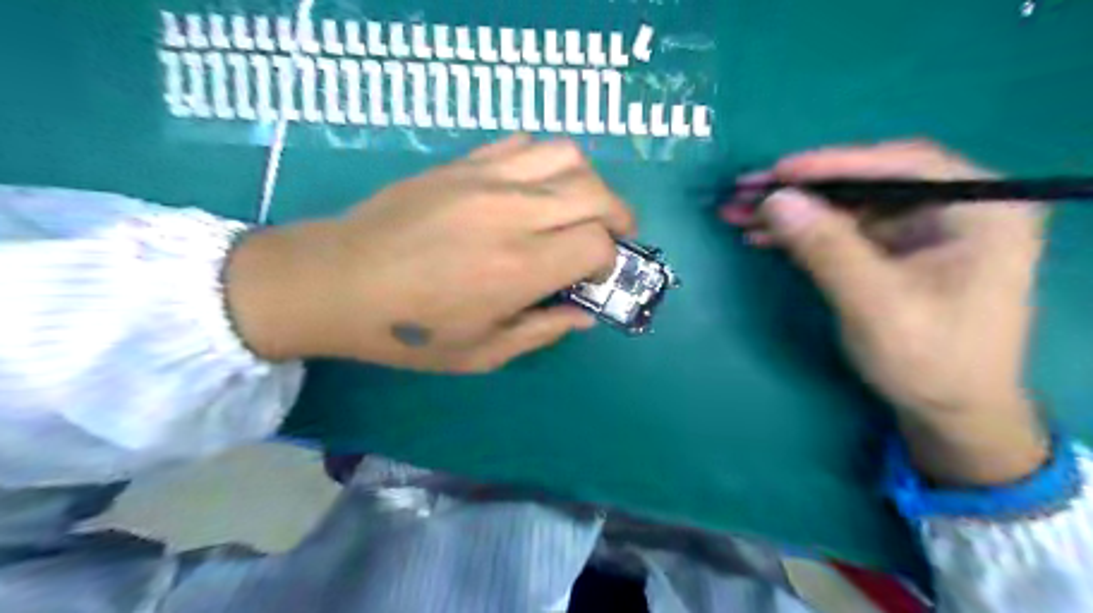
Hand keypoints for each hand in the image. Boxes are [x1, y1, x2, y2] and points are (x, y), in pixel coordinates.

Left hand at [222, 135, 631, 369]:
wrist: (337, 281)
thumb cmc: (409, 330)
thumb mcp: (481, 353)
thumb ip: (542, 331)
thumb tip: (584, 316)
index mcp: (519, 268)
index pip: (597, 243)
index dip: (606, 261)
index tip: (590, 277)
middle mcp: (513, 214)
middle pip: (596, 193)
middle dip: (617, 216)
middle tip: (608, 237)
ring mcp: (486, 179)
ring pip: (568, 155)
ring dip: (587, 182)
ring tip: (576, 207)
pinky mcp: (463, 163)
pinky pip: (523, 143)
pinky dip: (544, 162)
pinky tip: (533, 188)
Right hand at [723, 142, 1048, 485]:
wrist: (949, 412)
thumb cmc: (930, 360)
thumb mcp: (876, 304)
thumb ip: (827, 248)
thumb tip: (775, 200)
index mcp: (980, 210)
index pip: (901, 165)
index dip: (835, 163)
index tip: (778, 172)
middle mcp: (952, 209)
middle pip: (865, 184)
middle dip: (800, 190)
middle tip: (744, 190)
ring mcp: (919, 231)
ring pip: (845, 207)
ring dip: (791, 211)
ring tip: (738, 213)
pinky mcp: (893, 252)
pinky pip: (841, 231)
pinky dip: (801, 234)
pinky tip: (762, 236)